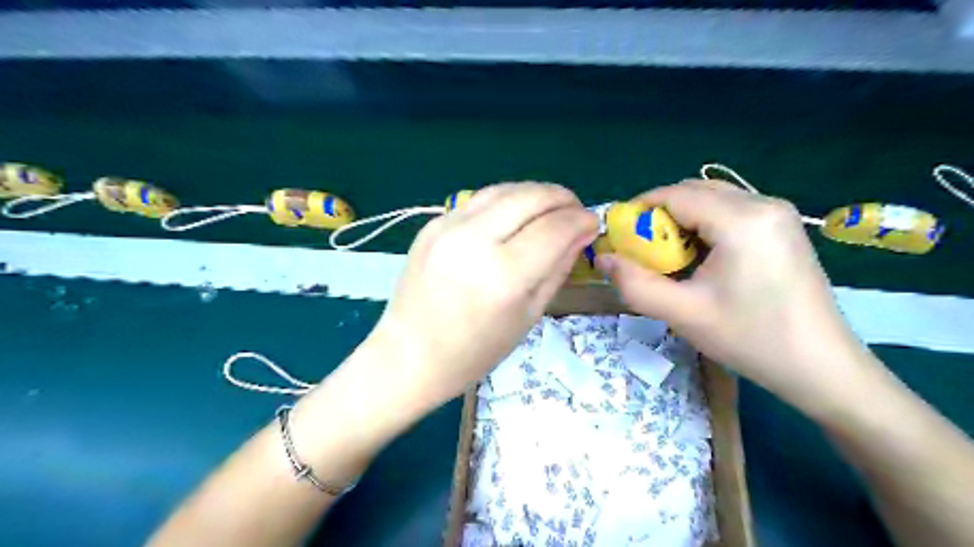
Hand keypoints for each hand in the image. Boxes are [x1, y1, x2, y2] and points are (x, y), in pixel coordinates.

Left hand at [365, 185, 598, 409]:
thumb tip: (582, 233)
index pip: (555, 228)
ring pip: (504, 189)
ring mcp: (447, 226)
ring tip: (550, 209)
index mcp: (503, 275)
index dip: (581, 220)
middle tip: (575, 211)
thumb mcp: (528, 317)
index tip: (593, 223)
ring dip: (535, 193)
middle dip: (562, 198)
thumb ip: (558, 268)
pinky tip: (515, 216)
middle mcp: (474, 240)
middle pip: (531, 196)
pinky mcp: (432, 223)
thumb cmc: (474, 352)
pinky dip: (506, 202)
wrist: (409, 355)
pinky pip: (479, 200)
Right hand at [599, 179, 879, 414]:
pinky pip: (731, 212)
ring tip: (670, 258)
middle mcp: (763, 203)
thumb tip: (602, 259)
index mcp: (742, 220)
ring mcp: (778, 214)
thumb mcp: (683, 314)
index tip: (619, 237)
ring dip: (681, 221)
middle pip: (694, 192)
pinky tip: (701, 259)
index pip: (675, 195)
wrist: (822, 368)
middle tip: (642, 251)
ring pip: (712, 200)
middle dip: (659, 215)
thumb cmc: (751, 340)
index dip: (639, 210)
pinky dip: (704, 226)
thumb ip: (634, 284)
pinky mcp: (783, 227)